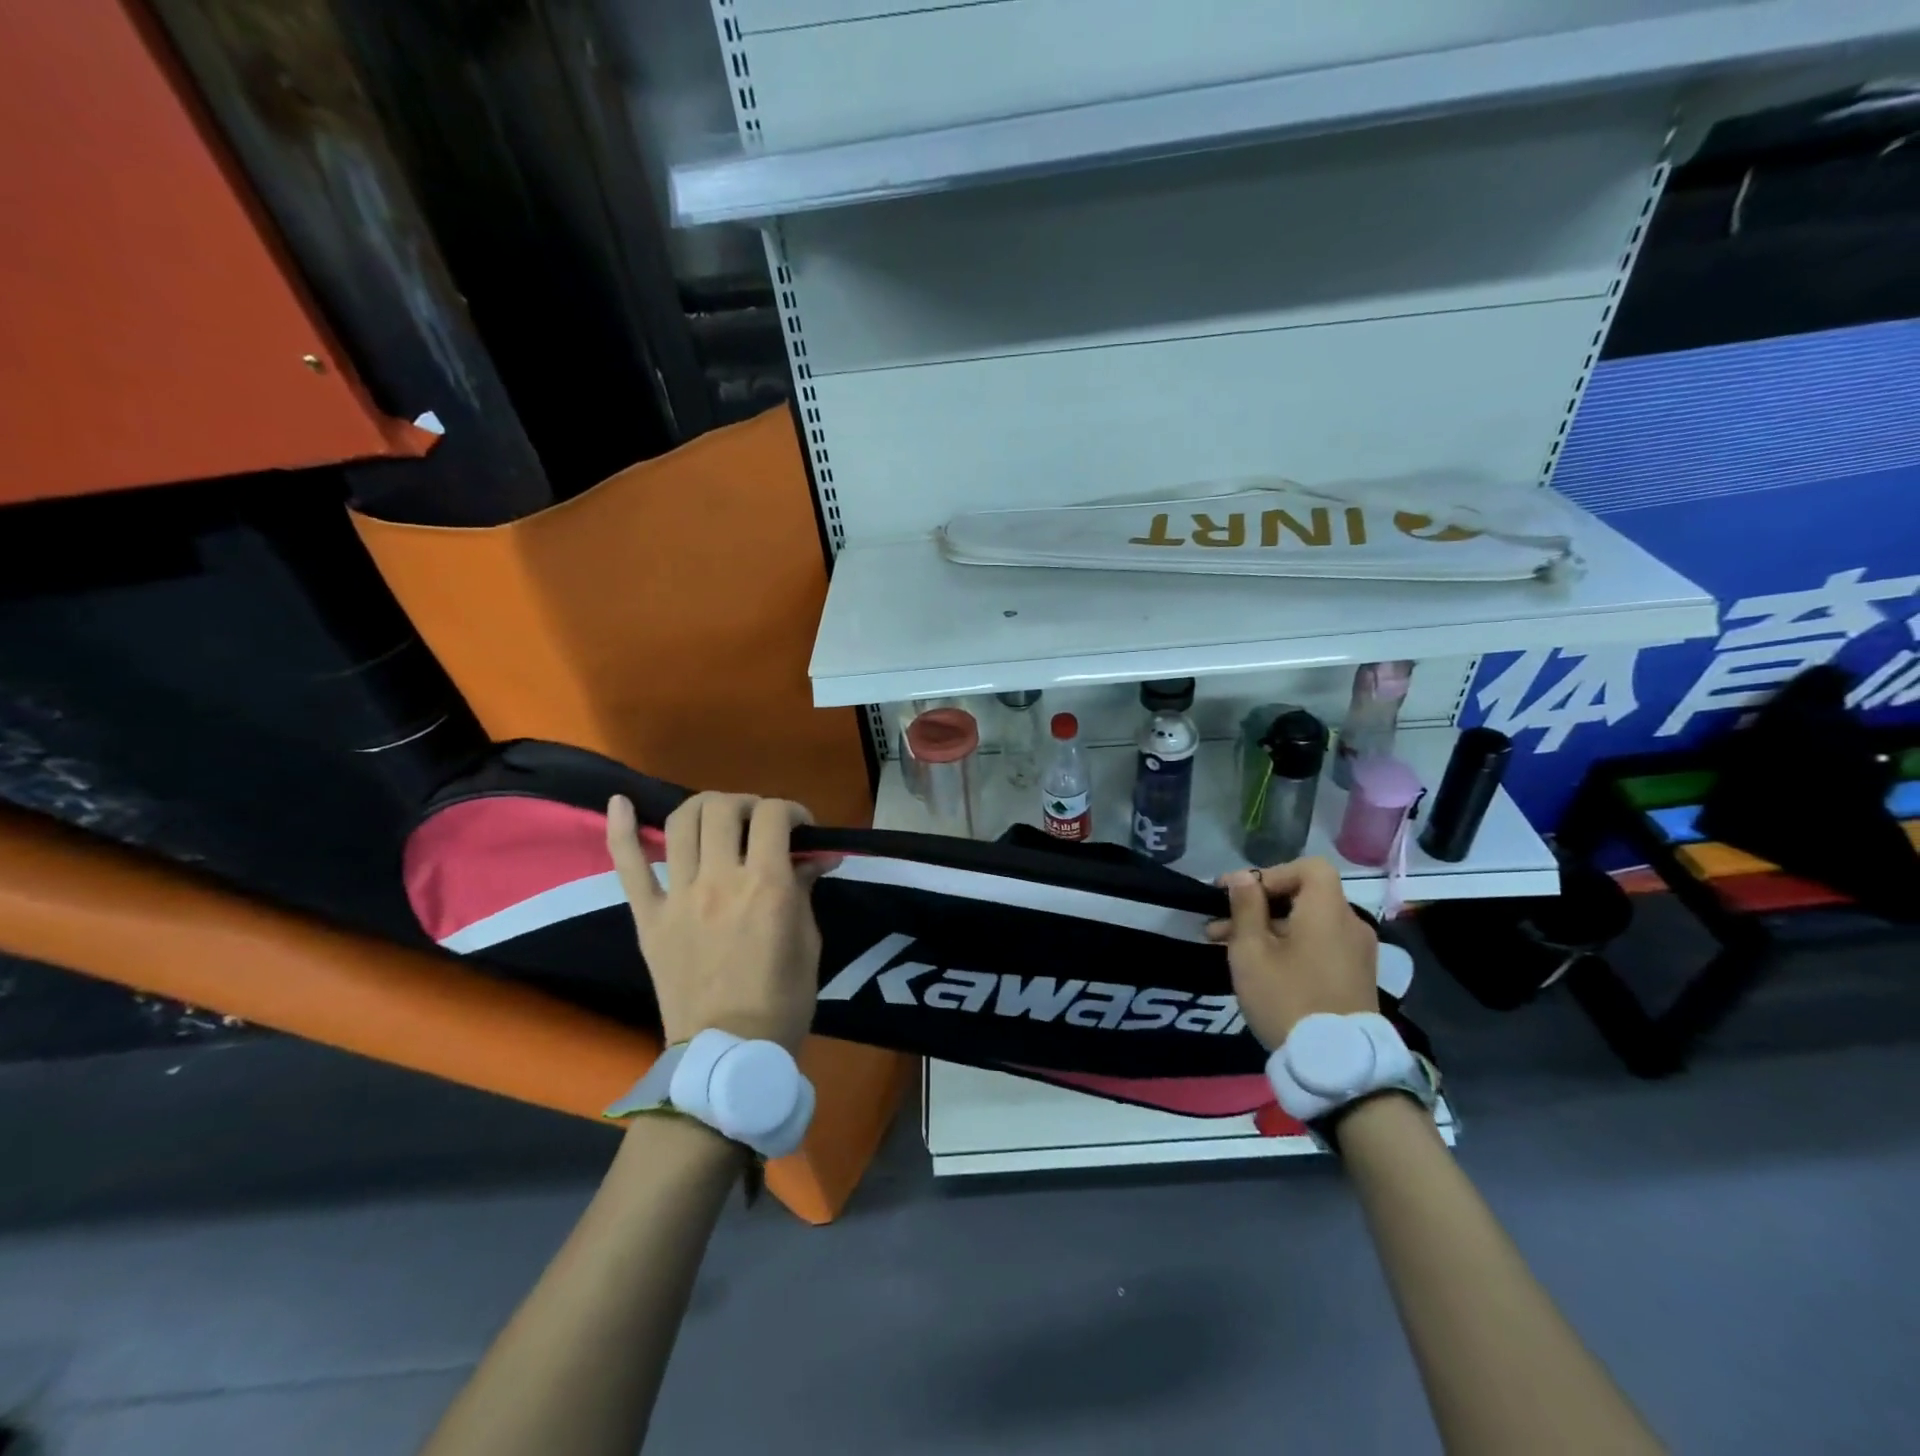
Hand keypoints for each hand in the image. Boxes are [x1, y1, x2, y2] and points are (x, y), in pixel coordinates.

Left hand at [606, 791, 823, 1052]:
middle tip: (759, 824)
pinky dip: (622, 829)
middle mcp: (720, 880)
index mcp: (767, 886)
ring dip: (704, 808)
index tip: (800, 829)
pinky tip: (620, 802)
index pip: (774, 816)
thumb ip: (804, 889)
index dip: (792, 811)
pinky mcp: (648, 917)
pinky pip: (628, 865)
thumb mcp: (809, 942)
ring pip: (682, 823)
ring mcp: (678, 896)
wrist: (728, 1053)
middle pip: (724, 808)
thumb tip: (814, 856)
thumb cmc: (783, 1001)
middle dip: (748, 804)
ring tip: (717, 819)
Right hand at [1206, 857, 1377, 1048]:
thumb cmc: (1287, 998)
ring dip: (1268, 928)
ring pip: (1307, 923)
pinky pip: (1319, 945)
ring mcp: (1357, 953)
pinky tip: (1259, 966)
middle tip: (1219, 923)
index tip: (1238, 894)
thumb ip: (1246, 908)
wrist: (1338, 1066)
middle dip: (1258, 905)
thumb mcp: (1251, 951)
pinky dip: (1290, 945)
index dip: (1271, 874)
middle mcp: (1351, 924)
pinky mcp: (1355, 977)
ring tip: (1227, 947)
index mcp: (1328, 911)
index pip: (1307, 868)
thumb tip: (1244, 877)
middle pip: (1304, 896)